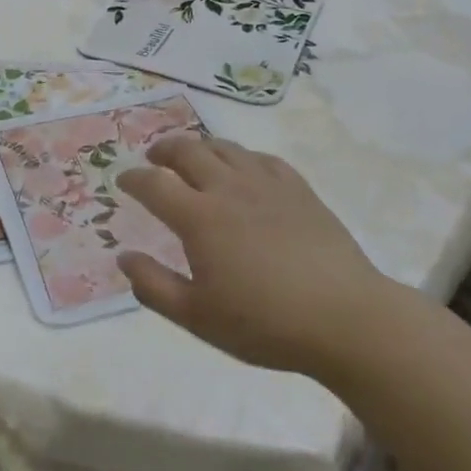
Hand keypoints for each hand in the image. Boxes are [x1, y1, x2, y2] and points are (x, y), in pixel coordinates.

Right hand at [116, 136, 394, 378]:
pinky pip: (262, 158)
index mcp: (199, 217)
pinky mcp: (299, 189)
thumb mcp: (197, 317)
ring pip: (225, 147)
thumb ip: (154, 286)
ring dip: (200, 147)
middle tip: (154, 158)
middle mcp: (228, 188)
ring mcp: (266, 184)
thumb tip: (124, 257)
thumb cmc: (266, 323)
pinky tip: (243, 169)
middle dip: (163, 150)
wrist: (346, 319)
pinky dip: (242, 157)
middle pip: (187, 151)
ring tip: (193, 157)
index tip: (123, 180)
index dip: (133, 178)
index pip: (154, 184)